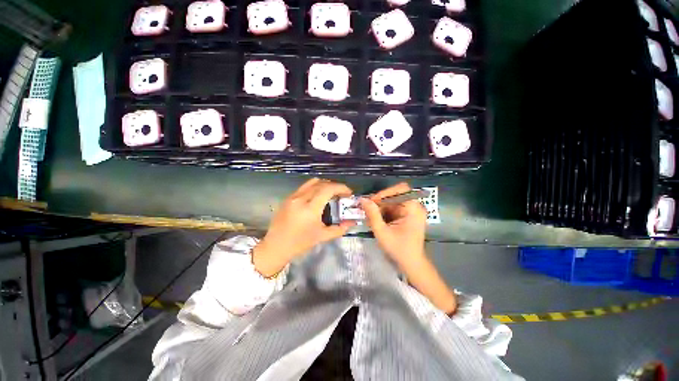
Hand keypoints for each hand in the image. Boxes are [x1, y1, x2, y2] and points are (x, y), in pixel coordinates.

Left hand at [253, 178, 354, 276]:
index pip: (328, 189)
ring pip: (312, 182)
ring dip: (324, 185)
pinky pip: (304, 187)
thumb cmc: (300, 243)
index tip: (348, 193)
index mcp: (310, 209)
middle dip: (334, 186)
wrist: (276, 246)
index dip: (341, 188)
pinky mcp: (288, 198)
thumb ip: (339, 229)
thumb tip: (352, 223)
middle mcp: (300, 198)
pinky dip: (314, 188)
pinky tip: (317, 197)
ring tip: (330, 193)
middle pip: (321, 183)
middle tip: (341, 194)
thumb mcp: (322, 236)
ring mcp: (292, 196)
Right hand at [361, 183, 456, 314]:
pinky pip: (393, 208)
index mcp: (413, 208)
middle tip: (367, 209)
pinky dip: (384, 213)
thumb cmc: (399, 249)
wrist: (411, 264)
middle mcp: (415, 206)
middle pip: (395, 195)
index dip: (385, 193)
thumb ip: (372, 214)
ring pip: (392, 202)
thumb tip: (363, 199)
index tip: (371, 201)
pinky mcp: (407, 215)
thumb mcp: (382, 232)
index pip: (400, 189)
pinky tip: (377, 220)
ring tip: (370, 217)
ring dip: (380, 208)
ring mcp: (411, 211)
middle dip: (380, 202)